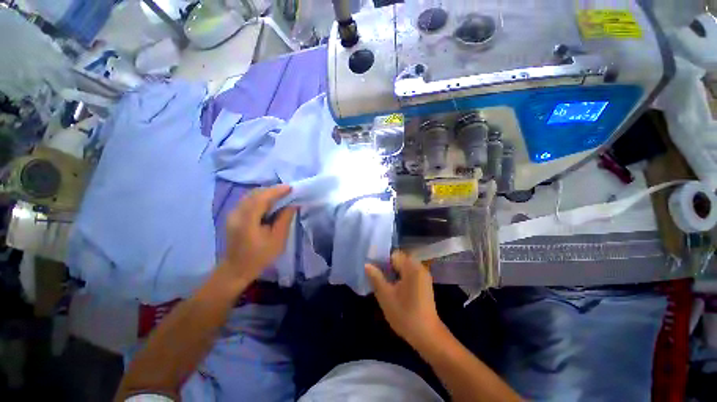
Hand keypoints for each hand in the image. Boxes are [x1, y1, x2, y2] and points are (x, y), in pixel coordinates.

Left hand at [219, 185, 295, 284]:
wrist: (237, 269)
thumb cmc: (260, 256)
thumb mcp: (277, 239)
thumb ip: (285, 219)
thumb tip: (293, 204)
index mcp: (247, 221)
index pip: (261, 198)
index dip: (276, 191)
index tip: (290, 188)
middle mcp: (236, 213)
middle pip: (255, 194)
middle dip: (272, 190)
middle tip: (288, 191)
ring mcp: (233, 214)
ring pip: (250, 196)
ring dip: (266, 193)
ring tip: (281, 195)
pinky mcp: (233, 216)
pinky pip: (248, 201)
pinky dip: (260, 198)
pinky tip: (270, 202)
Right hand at [365, 251, 444, 347]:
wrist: (427, 336)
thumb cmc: (405, 314)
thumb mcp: (385, 295)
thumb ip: (375, 277)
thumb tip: (367, 264)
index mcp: (411, 267)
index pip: (394, 254)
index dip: (382, 260)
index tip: (374, 270)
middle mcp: (419, 267)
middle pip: (399, 260)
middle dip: (387, 267)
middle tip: (378, 278)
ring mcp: (423, 275)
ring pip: (404, 267)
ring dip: (393, 273)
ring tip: (384, 284)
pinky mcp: (424, 284)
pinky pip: (409, 274)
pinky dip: (401, 277)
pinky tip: (395, 289)